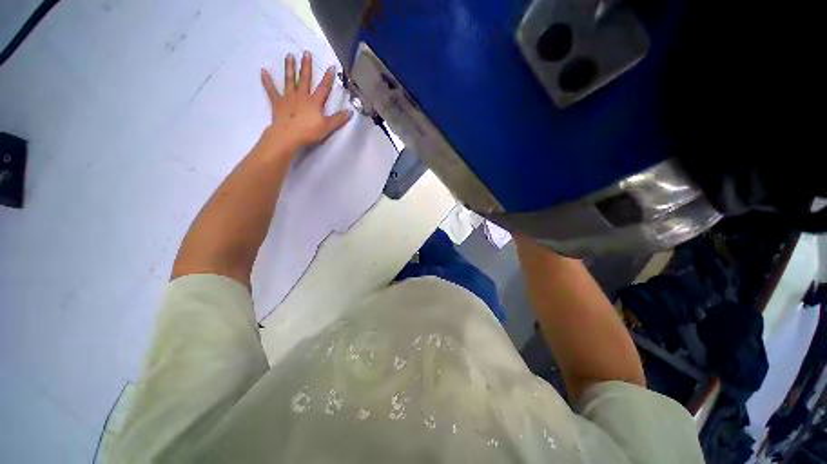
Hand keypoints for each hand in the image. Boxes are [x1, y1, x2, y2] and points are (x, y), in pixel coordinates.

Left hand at [260, 51, 351, 151]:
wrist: (288, 136)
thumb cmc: (309, 132)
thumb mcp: (327, 127)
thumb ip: (338, 119)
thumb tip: (350, 112)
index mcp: (314, 102)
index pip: (323, 88)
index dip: (328, 78)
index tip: (331, 67)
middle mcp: (301, 96)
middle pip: (304, 79)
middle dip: (306, 66)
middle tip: (306, 52)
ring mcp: (288, 98)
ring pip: (289, 80)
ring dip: (289, 67)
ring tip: (289, 56)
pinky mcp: (278, 103)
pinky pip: (271, 90)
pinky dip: (267, 81)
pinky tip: (263, 71)